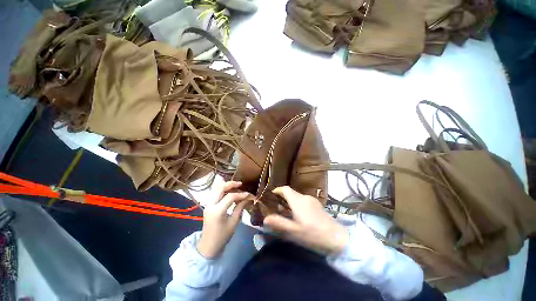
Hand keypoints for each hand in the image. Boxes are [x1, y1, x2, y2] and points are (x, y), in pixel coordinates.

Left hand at [197, 181, 252, 258]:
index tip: (248, 194)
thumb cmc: (222, 236)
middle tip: (240, 184)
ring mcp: (207, 204)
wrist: (208, 246)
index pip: (230, 197)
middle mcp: (211, 205)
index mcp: (217, 211)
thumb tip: (247, 198)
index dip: (240, 194)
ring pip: (216, 188)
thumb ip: (240, 207)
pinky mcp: (208, 205)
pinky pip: (214, 193)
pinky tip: (228, 190)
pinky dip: (222, 189)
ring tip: (235, 186)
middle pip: (220, 188)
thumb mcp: (233, 222)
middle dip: (231, 184)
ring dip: (226, 185)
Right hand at [264, 186, 348, 254]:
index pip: (286, 189)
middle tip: (276, 206)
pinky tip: (298, 214)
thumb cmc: (313, 234)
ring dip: (290, 201)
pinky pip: (304, 200)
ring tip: (285, 211)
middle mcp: (305, 197)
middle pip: (291, 192)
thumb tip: (265, 218)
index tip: (272, 194)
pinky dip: (297, 203)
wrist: (337, 238)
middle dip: (283, 197)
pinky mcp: (317, 205)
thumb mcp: (294, 231)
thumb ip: (279, 223)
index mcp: (298, 201)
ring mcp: (312, 200)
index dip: (278, 190)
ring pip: (297, 197)